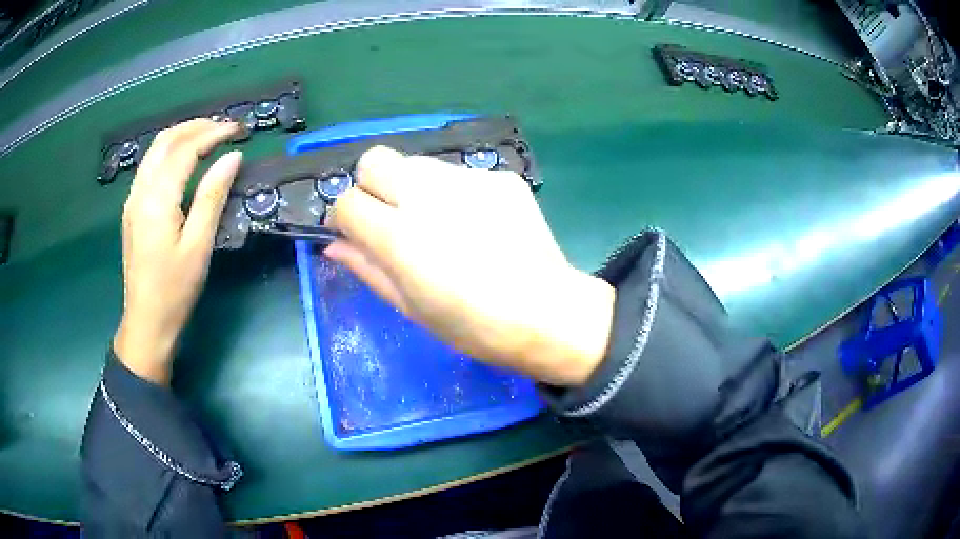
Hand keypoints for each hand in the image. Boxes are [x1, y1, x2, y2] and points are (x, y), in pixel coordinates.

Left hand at [114, 119, 242, 384]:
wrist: (146, 323)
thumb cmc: (174, 290)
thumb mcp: (198, 246)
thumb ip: (213, 196)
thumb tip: (232, 157)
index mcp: (157, 200)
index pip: (185, 150)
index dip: (213, 134)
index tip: (238, 130)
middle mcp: (140, 191)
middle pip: (166, 141)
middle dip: (195, 127)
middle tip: (224, 129)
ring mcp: (132, 200)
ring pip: (154, 151)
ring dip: (181, 136)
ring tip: (207, 137)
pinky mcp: (132, 210)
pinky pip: (149, 166)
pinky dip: (169, 152)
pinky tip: (184, 160)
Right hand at [325, 147, 614, 385]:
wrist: (547, 313)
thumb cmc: (473, 326)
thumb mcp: (410, 307)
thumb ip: (366, 268)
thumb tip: (333, 244)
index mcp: (400, 236)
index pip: (346, 201)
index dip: (345, 218)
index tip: (357, 234)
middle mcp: (428, 195)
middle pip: (374, 160)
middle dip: (371, 186)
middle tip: (390, 218)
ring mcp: (467, 180)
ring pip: (415, 163)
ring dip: (410, 186)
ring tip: (436, 221)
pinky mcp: (498, 177)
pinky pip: (458, 173)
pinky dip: (453, 193)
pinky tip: (475, 223)